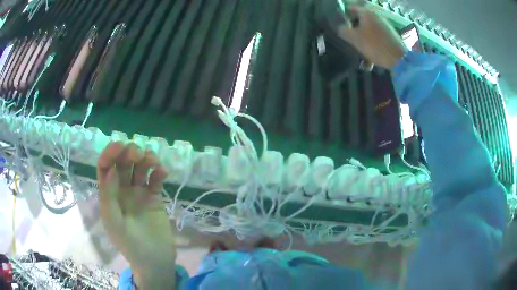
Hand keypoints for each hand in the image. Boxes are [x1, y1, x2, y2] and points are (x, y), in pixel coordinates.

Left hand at [97, 142, 175, 288]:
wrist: (156, 262)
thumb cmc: (132, 246)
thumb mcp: (115, 224)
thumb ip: (109, 196)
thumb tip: (111, 170)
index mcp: (109, 195)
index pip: (105, 167)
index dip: (110, 153)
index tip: (120, 146)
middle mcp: (122, 190)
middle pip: (123, 163)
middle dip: (129, 153)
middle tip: (139, 154)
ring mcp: (139, 193)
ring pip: (140, 168)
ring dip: (146, 159)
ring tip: (154, 162)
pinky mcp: (155, 198)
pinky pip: (155, 180)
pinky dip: (159, 172)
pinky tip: (164, 173)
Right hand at [338, 5, 406, 69]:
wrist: (399, 59)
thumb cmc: (374, 45)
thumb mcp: (354, 38)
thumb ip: (343, 30)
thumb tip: (340, 28)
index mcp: (366, 12)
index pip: (350, 8)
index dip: (343, 16)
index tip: (340, 27)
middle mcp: (376, 15)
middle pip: (360, 19)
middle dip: (354, 29)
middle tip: (349, 40)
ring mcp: (385, 25)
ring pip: (369, 29)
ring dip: (363, 39)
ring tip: (360, 51)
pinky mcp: (391, 35)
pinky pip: (377, 37)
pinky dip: (372, 44)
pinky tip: (371, 57)